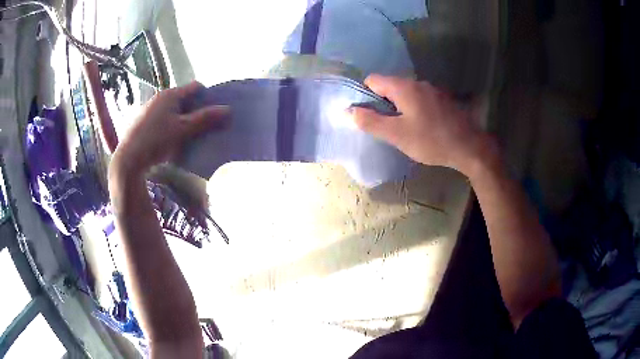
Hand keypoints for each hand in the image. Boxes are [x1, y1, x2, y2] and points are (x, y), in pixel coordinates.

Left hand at [110, 81, 228, 177]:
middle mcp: (159, 97)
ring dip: (182, 118)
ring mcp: (149, 108)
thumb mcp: (183, 130)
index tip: (213, 113)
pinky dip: (169, 125)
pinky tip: (169, 140)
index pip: (195, 87)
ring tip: (186, 135)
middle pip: (183, 98)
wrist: (129, 159)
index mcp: (170, 94)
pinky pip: (161, 118)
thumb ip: (205, 119)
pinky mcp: (141, 121)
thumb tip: (228, 109)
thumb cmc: (156, 140)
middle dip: (195, 110)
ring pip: (172, 109)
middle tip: (202, 126)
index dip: (207, 97)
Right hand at [350, 75, 494, 175]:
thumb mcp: (397, 134)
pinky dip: (415, 110)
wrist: (470, 147)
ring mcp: (433, 90)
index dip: (366, 96)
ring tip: (406, 130)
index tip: (371, 117)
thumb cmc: (431, 140)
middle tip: (388, 127)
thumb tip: (350, 110)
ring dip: (400, 108)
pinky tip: (423, 128)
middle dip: (383, 104)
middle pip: (390, 86)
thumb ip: (371, 122)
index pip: (373, 80)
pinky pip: (421, 100)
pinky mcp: (444, 100)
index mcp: (404, 87)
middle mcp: (418, 82)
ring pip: (406, 94)